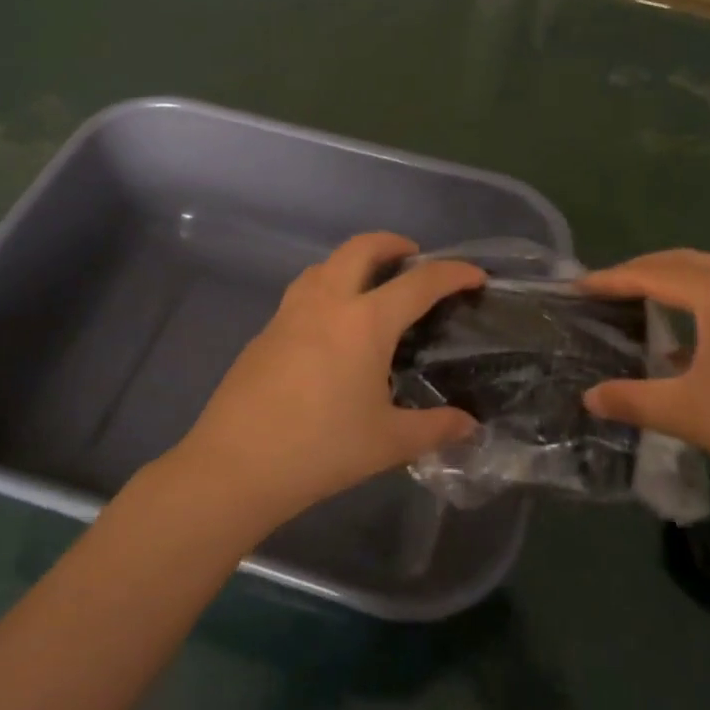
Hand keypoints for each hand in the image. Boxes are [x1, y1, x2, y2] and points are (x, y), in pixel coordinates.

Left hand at [171, 233, 484, 527]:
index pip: (418, 283)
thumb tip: (468, 425)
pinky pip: (302, 292)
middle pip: (360, 248)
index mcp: (364, 323)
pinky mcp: (264, 333)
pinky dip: (326, 288)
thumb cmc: (321, 450)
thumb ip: (434, 428)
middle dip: (392, 242)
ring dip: (353, 261)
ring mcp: (289, 314)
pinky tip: (329, 328)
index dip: (452, 274)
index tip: (474, 276)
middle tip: (412, 257)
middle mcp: (326, 304)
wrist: (235, 466)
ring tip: (370, 286)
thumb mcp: (388, 443)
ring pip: (324, 264)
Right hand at [579, 249, 709, 524]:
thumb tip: (589, 397)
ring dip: (677, 282)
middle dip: (643, 270)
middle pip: (686, 262)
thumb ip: (632, 400)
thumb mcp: (689, 414)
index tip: (576, 287)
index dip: (612, 279)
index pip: (654, 273)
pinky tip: (699, 338)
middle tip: (607, 290)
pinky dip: (706, 300)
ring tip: (647, 305)